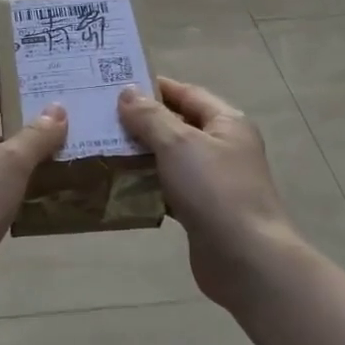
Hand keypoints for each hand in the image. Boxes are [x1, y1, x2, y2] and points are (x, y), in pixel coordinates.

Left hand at [0, 92, 66, 312]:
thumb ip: (34, 138)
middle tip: (55, 132)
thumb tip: (56, 110)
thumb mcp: (8, 165)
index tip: (33, 94)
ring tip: (53, 167)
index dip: (4, 102)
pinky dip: (7, 201)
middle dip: (16, 140)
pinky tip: (32, 205)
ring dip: (14, 173)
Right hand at [118, 76, 304, 309]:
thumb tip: (126, 92)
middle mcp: (223, 147)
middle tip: (99, 119)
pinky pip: (169, 189)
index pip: (186, 93)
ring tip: (101, 149)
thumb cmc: (214, 190)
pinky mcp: (202, 210)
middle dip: (141, 122)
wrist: (245, 258)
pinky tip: (118, 186)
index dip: (153, 87)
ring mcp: (214, 181)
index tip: (114, 85)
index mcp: (226, 123)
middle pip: (177, 125)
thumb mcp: (178, 144)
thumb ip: (150, 117)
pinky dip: (146, 186)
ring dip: (140, 155)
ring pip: (170, 159)